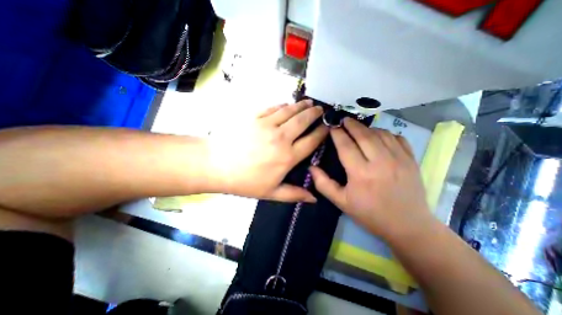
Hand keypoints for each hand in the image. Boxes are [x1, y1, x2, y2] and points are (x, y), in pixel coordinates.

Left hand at [206, 101, 329, 202]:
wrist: (216, 165)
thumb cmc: (244, 181)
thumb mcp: (271, 193)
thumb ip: (294, 194)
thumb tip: (314, 199)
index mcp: (287, 157)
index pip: (311, 141)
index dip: (321, 133)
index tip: (327, 127)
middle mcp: (281, 138)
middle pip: (303, 121)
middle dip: (314, 114)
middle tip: (321, 109)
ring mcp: (267, 125)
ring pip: (290, 111)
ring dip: (301, 106)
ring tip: (309, 103)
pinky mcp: (255, 117)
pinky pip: (273, 108)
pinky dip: (283, 105)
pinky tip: (287, 105)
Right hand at [309, 118, 430, 240]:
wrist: (407, 226)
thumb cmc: (370, 214)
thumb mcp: (341, 202)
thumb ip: (323, 184)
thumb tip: (311, 167)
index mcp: (361, 173)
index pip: (346, 145)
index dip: (337, 134)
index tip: (331, 127)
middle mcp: (380, 162)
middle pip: (363, 135)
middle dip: (351, 125)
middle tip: (343, 120)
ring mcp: (399, 159)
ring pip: (380, 133)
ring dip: (367, 128)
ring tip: (358, 128)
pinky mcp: (411, 159)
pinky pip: (397, 138)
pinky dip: (385, 133)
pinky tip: (378, 135)